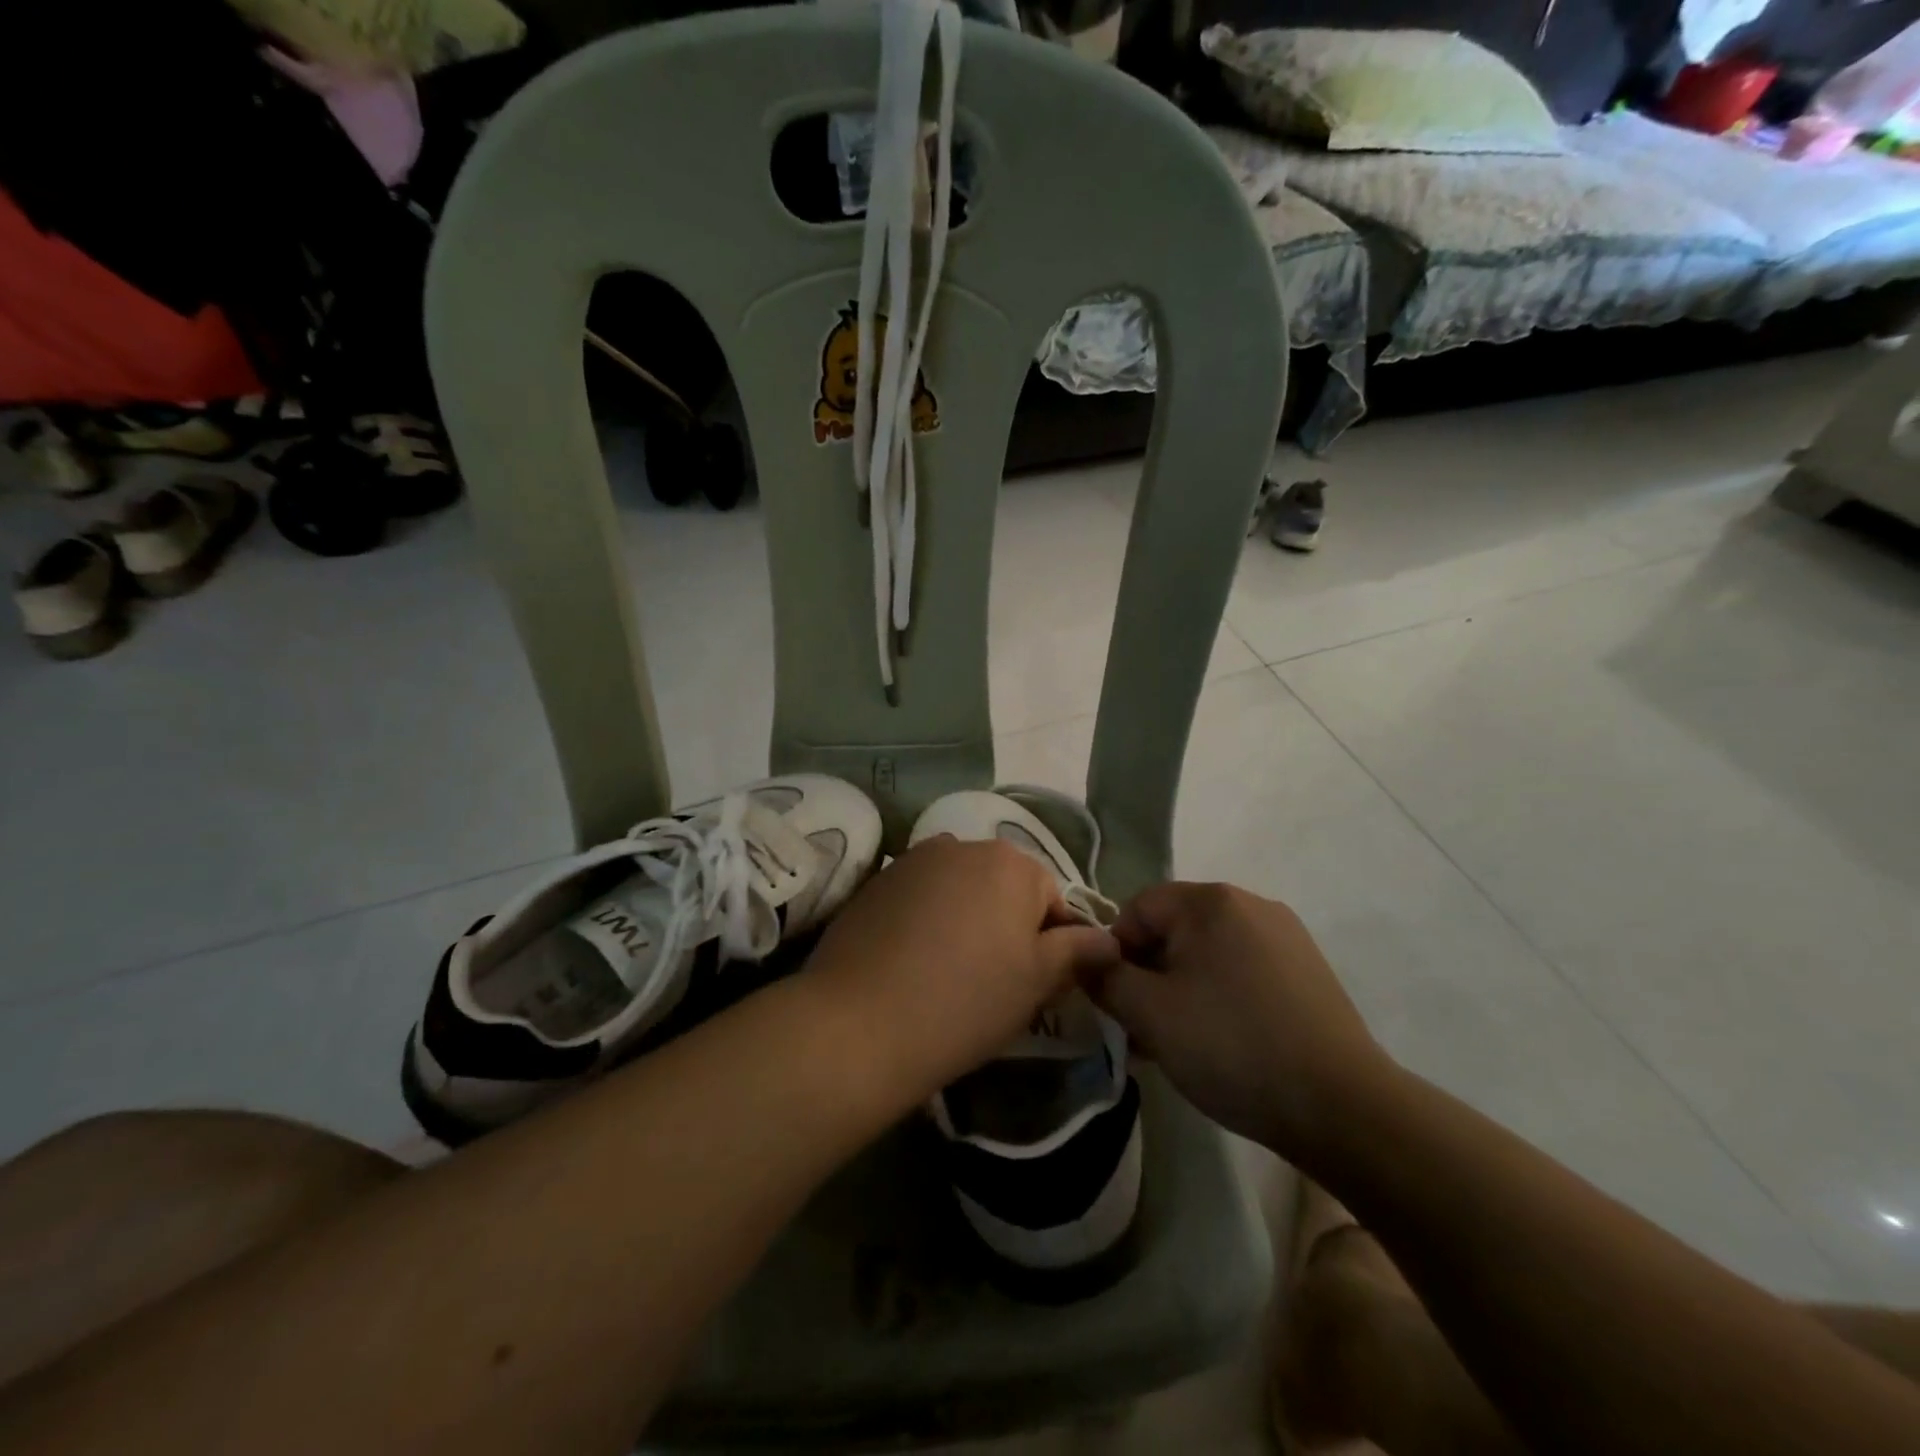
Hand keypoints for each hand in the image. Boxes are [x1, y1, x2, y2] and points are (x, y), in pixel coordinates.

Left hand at [803, 836, 1120, 1110]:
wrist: (860, 1023)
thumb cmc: (966, 1002)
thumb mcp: (1036, 981)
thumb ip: (1077, 951)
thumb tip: (1109, 939)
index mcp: (1010, 863)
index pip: (1051, 898)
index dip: (1052, 944)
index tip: (1037, 985)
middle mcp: (962, 845)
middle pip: (1002, 887)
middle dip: (1007, 926)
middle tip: (995, 981)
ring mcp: (913, 860)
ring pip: (960, 891)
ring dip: (966, 920)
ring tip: (950, 972)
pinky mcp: (876, 882)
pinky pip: (920, 898)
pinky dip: (926, 921)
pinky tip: (912, 963)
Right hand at [1082, 881, 1393, 1164]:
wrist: (1342, 1106)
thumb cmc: (1232, 1047)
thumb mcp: (1150, 1014)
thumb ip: (1105, 978)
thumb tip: (1087, 960)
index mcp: (1210, 901)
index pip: (1137, 909)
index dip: (1114, 953)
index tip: (1116, 1003)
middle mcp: (1249, 903)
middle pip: (1173, 930)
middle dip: (1148, 975)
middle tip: (1142, 1029)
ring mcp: (1285, 936)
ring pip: (1207, 953)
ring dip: (1181, 990)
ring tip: (1178, 1043)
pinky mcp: (1307, 970)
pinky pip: (1242, 970)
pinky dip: (1219, 996)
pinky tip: (1222, 1042)